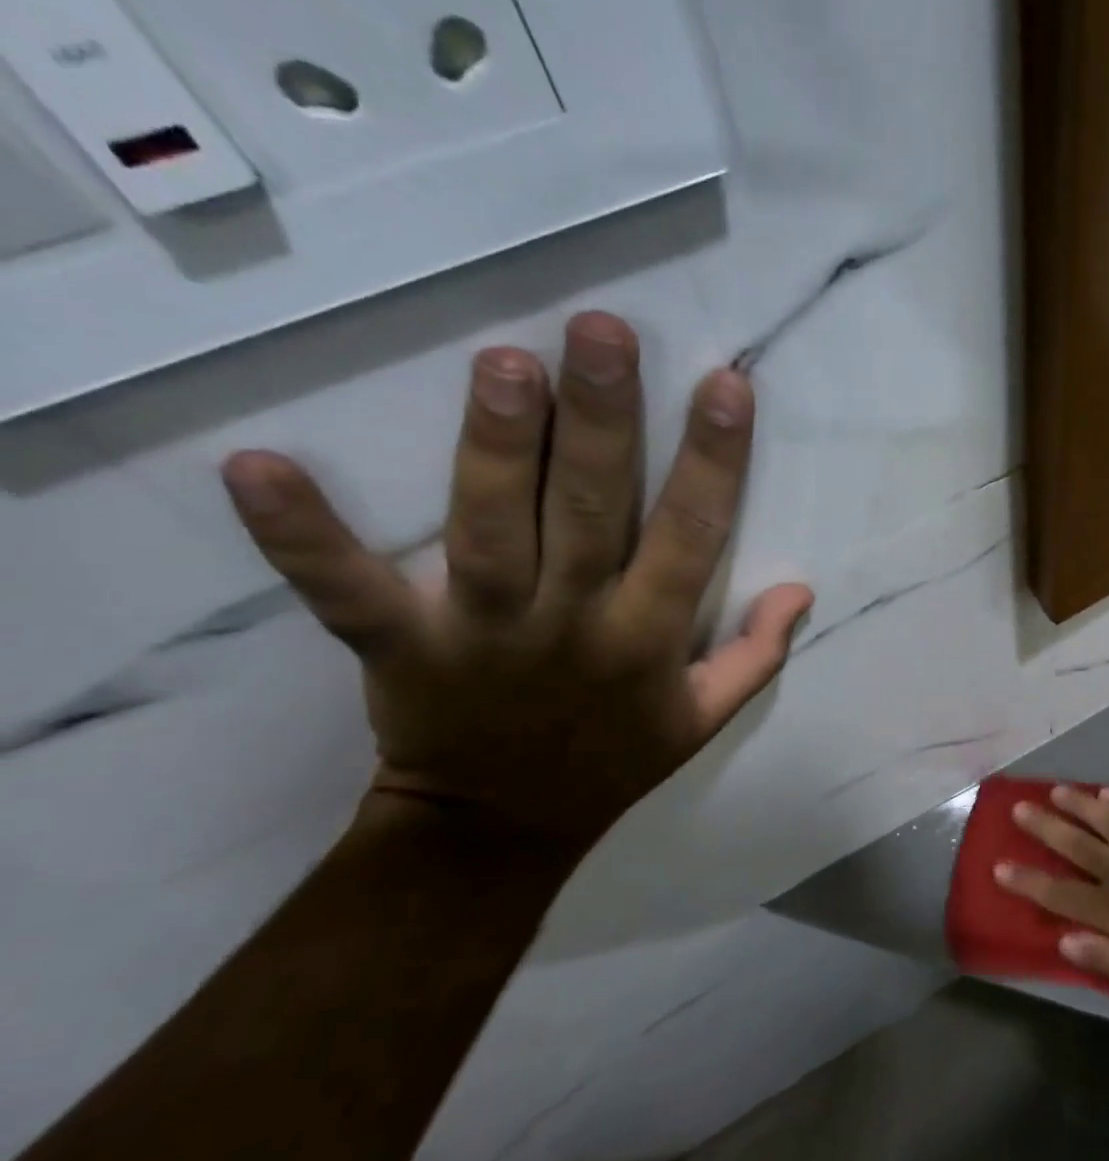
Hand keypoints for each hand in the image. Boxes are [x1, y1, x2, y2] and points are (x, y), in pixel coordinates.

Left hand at [220, 311, 811, 859]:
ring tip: (503, 363)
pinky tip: (255, 466)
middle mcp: (574, 624)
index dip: (713, 461)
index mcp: (648, 638)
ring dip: (496, 449)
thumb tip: (801, 589)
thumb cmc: (614, 761)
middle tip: (603, 332)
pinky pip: (350, 593)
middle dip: (601, 421)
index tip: (725, 385)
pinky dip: (305, 538)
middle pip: (591, 513)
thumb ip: (757, 655)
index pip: (693, 537)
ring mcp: (484, 633)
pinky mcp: (402, 648)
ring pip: (491, 531)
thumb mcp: (704, 720)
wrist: (501, 828)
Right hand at [997, 785, 1108, 1011]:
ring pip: (1106, 820)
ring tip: (1057, 790)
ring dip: (1079, 804)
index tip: (999, 866)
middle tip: (1019, 808)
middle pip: (1076, 845)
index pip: (1059, 893)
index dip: (1028, 880)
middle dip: (1045, 827)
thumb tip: (1063, 940)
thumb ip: (1105, 960)